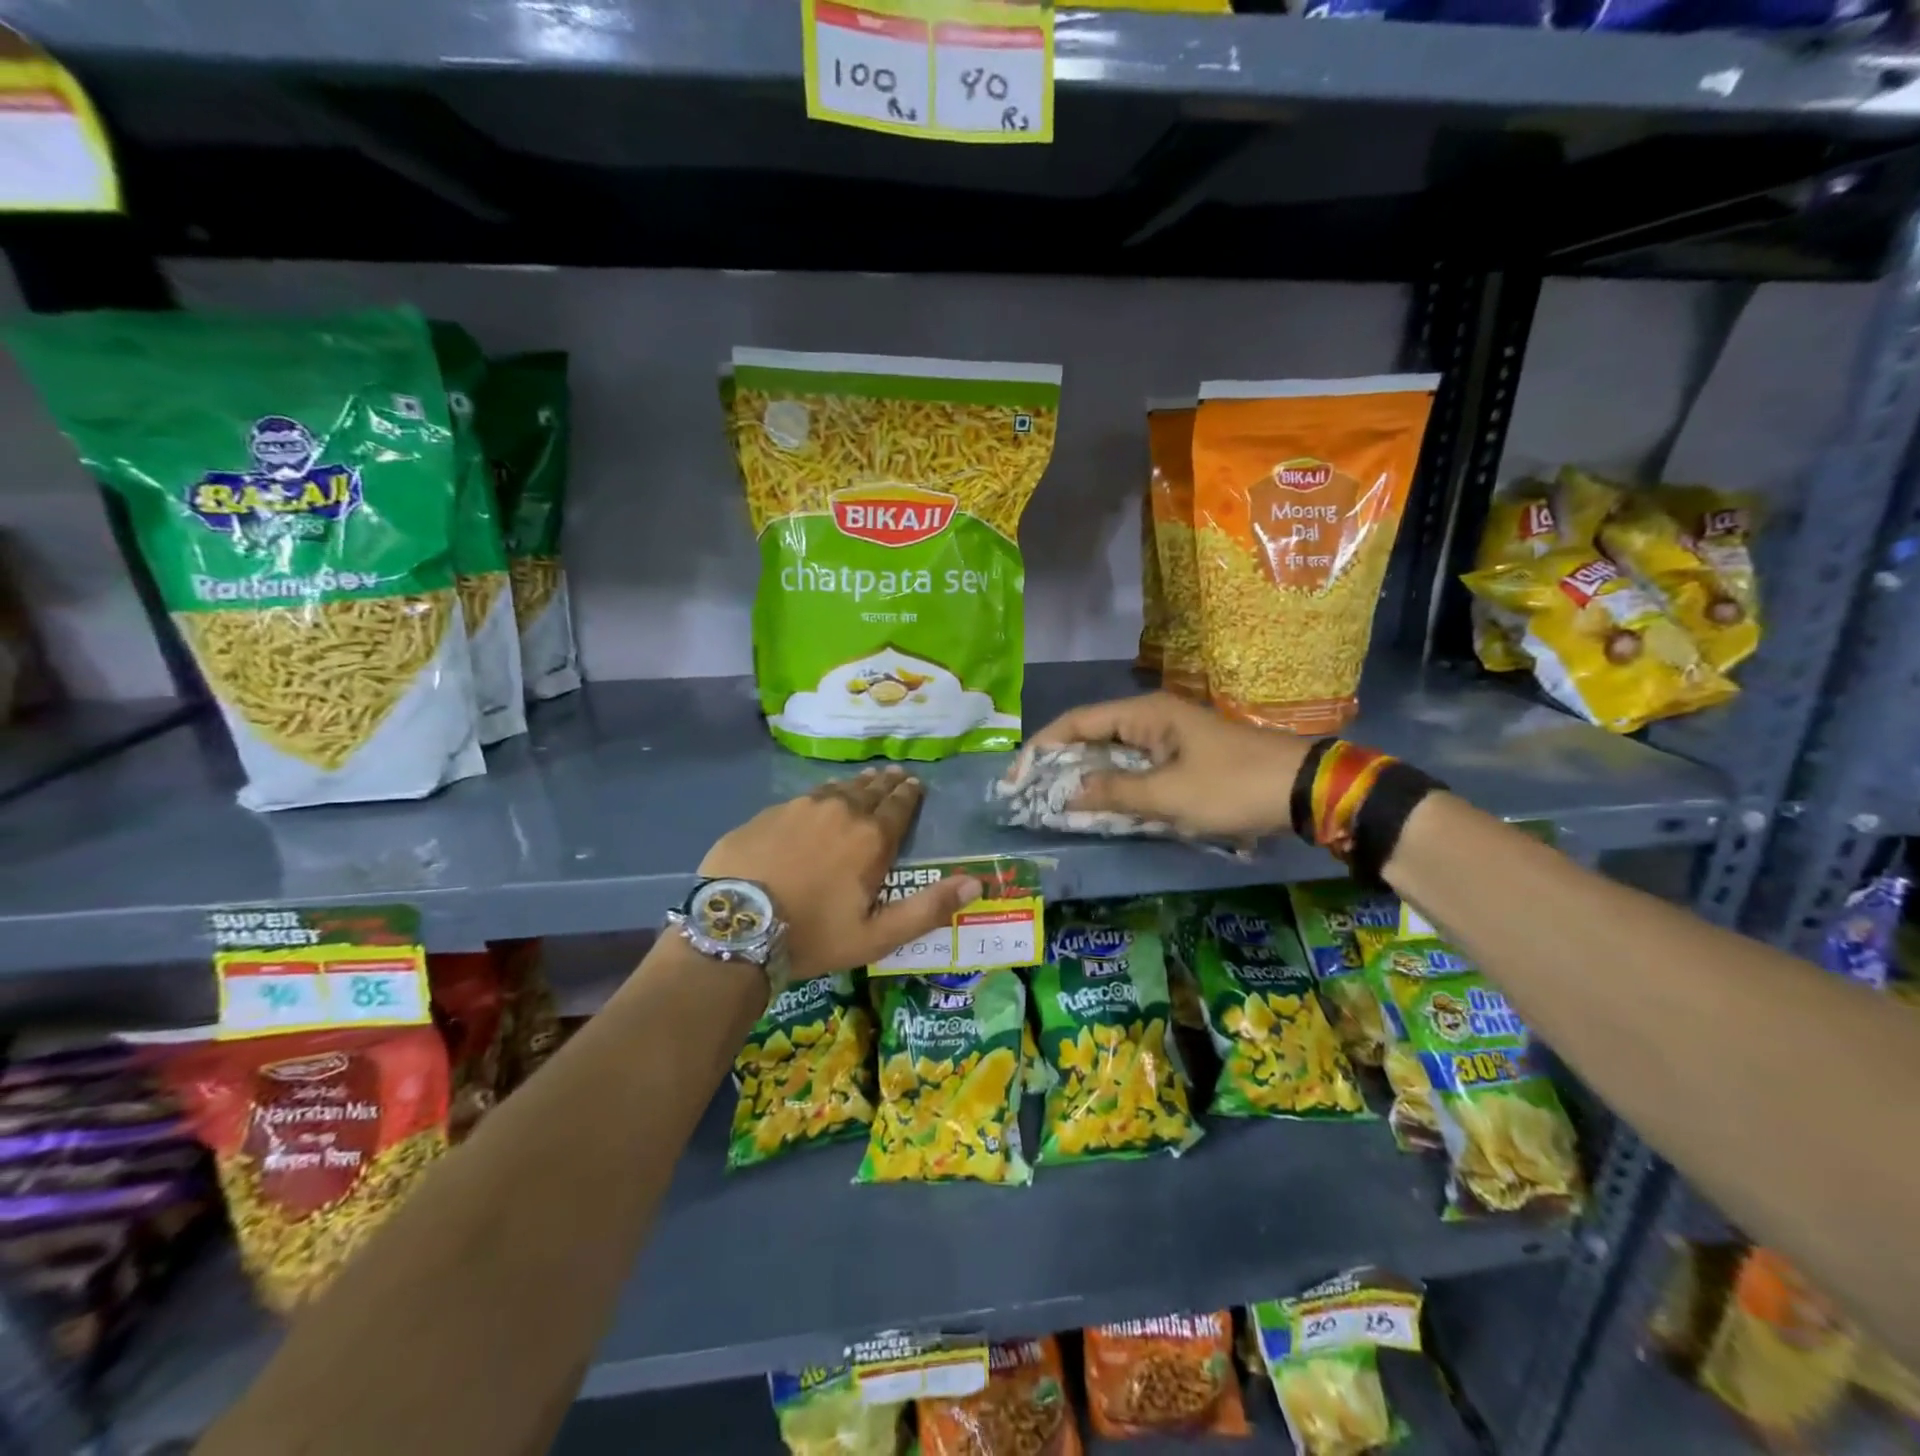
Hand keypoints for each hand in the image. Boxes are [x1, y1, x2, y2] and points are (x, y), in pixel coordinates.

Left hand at [700, 767, 982, 980]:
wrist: (736, 929)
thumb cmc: (814, 935)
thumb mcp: (877, 935)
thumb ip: (928, 909)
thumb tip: (976, 883)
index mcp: (871, 838)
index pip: (899, 805)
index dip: (909, 794)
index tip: (915, 784)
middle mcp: (841, 811)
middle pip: (870, 790)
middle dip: (886, 783)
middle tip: (895, 775)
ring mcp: (801, 807)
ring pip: (837, 788)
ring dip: (855, 785)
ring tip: (864, 781)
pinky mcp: (769, 813)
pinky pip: (805, 797)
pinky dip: (821, 795)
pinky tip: (818, 800)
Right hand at [1020, 692, 1311, 840]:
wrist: (1302, 789)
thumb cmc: (1231, 786)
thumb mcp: (1168, 795)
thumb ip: (1113, 793)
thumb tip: (1067, 795)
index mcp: (1143, 714)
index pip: (1076, 722)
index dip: (1042, 748)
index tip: (1018, 778)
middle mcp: (1150, 718)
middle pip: (1090, 736)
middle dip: (1059, 765)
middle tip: (1031, 797)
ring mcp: (1166, 738)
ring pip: (1111, 755)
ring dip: (1085, 778)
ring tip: (1055, 805)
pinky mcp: (1180, 758)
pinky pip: (1134, 769)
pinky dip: (1113, 786)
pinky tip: (1100, 808)